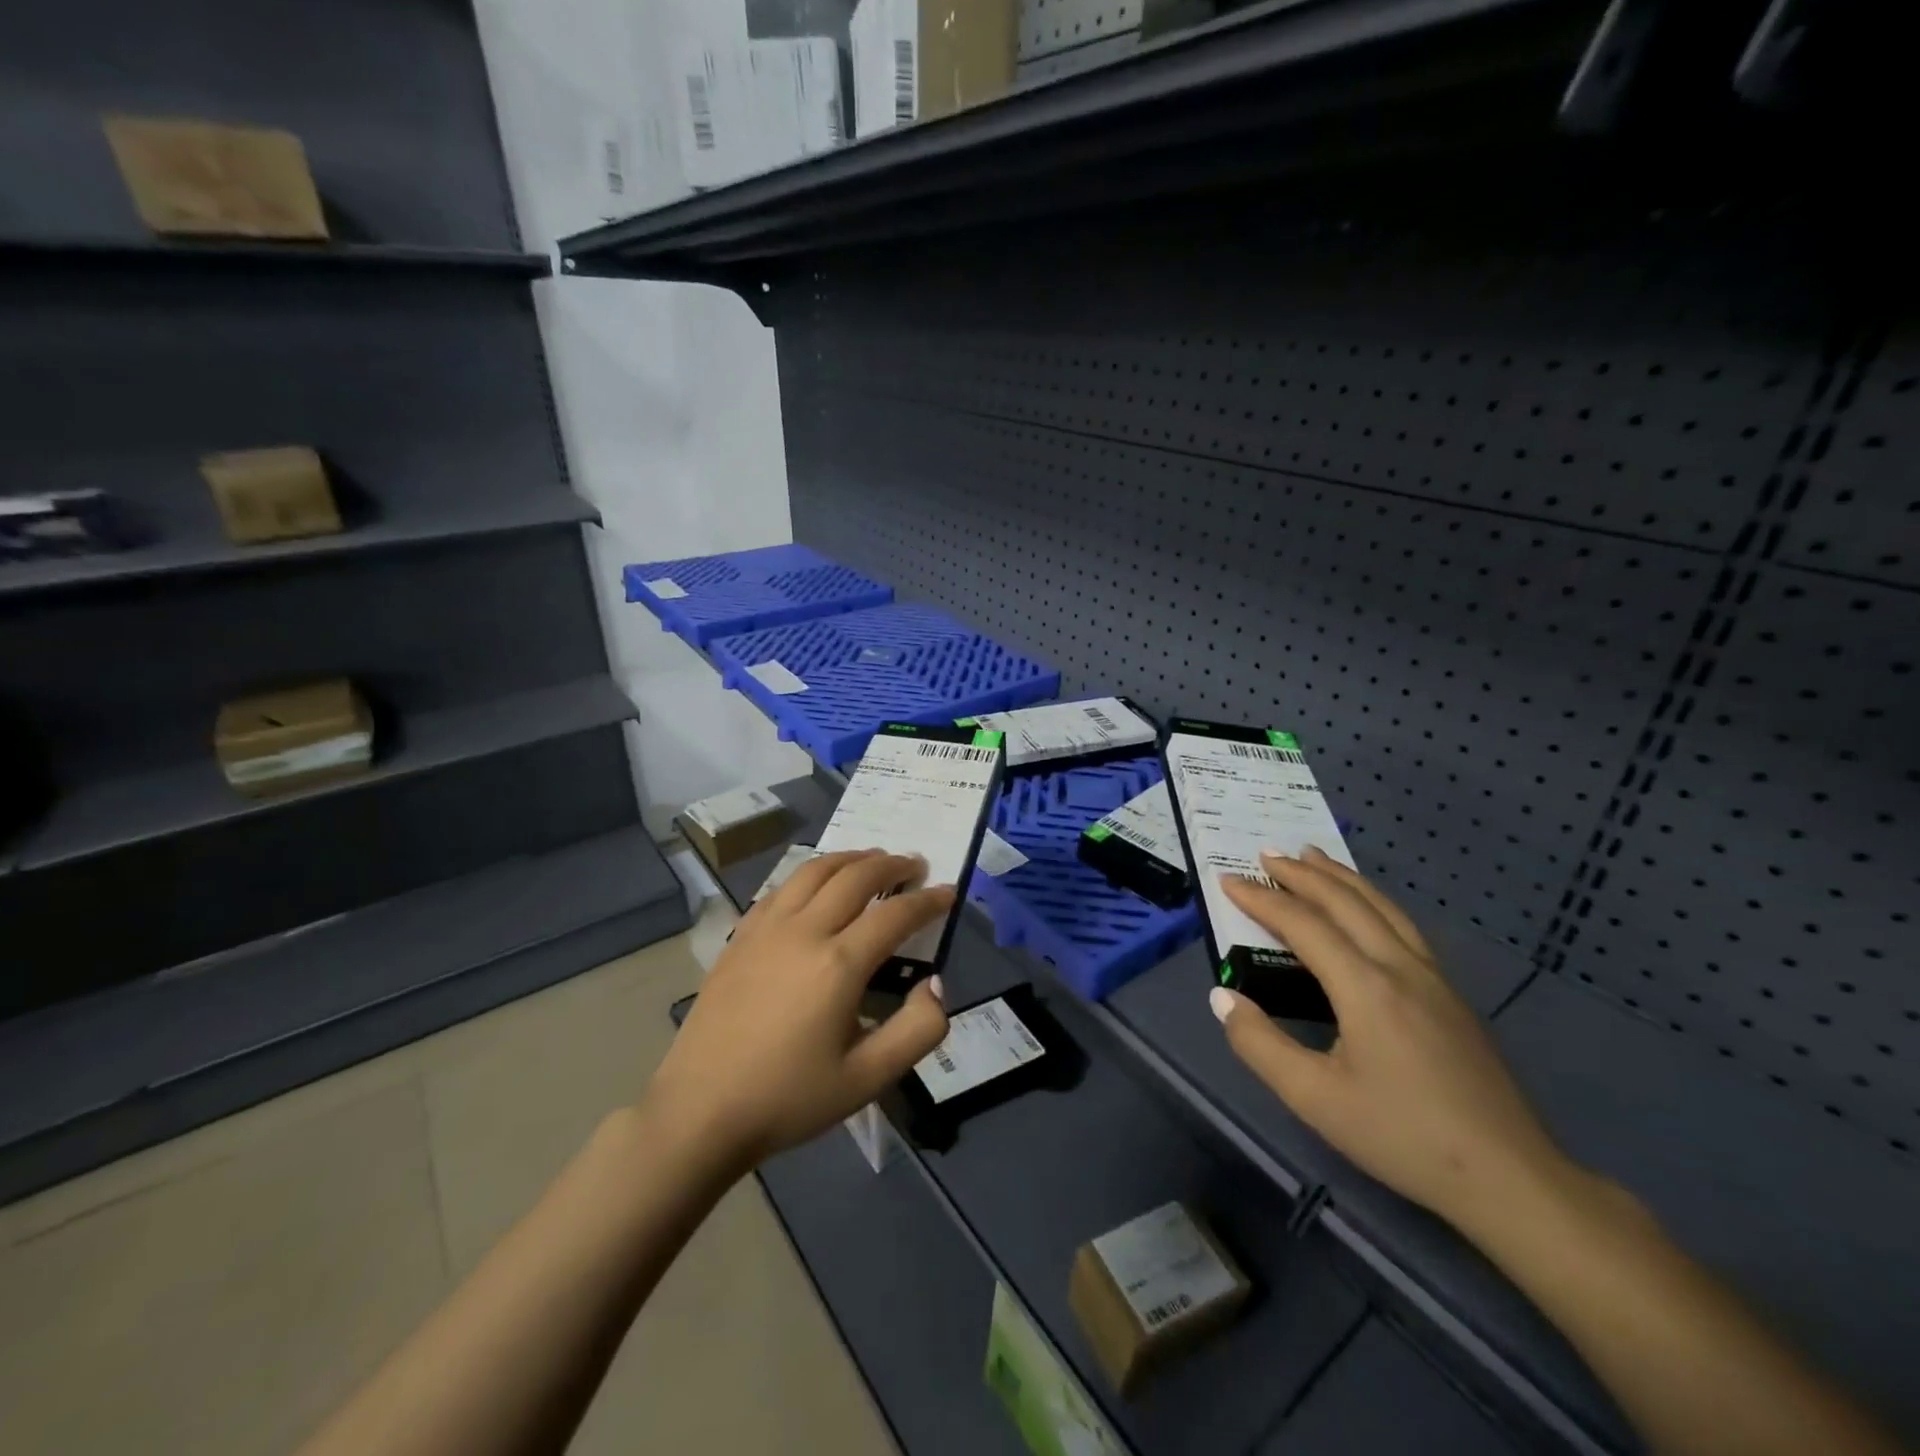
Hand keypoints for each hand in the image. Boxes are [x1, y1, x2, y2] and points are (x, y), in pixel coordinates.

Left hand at [648, 849, 953, 1169]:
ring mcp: (766, 928)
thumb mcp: (867, 1080)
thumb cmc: (788, 1099)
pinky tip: (815, 885)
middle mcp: (804, 931)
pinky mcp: (740, 936)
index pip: (895, 914)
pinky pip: (781, 888)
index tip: (949, 891)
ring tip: (872, 859)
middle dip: (892, 864)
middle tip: (915, 864)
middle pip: (855, 876)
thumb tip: (935, 985)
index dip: (928, 900)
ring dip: (850, 858)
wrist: (699, 1111)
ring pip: (814, 870)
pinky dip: (809, 874)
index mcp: (839, 964)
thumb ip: (917, 1031)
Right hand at [1212, 848, 1568, 1227]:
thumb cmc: (1402, 1136)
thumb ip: (1260, 1045)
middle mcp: (1400, 968)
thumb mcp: (1314, 1099)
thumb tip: (1222, 997)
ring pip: (1382, 907)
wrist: (1510, 1178)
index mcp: (1366, 987)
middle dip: (1302, 874)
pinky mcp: (1451, 995)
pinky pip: (1403, 925)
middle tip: (1266, 853)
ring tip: (1313, 856)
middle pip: (1346, 902)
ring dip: (1341, 877)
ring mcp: (1433, 978)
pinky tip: (1367, 908)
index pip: (1304, 925)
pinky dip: (1372, 900)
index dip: (1262, 900)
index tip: (1227, 880)